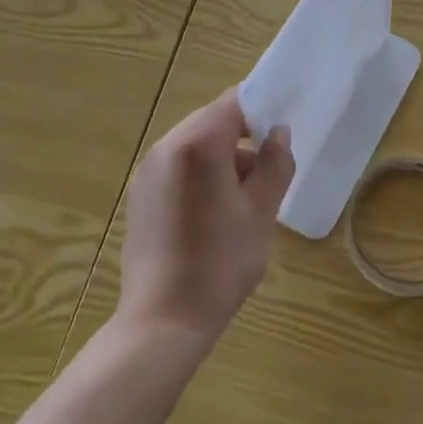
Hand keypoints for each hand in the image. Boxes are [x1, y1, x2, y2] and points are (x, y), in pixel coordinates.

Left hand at [117, 89, 293, 349]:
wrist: (162, 322)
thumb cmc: (220, 263)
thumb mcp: (261, 212)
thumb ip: (275, 163)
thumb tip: (278, 133)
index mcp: (199, 143)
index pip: (235, 102)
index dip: (262, 109)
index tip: (282, 132)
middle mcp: (167, 146)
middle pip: (213, 120)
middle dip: (243, 137)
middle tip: (269, 169)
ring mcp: (149, 170)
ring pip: (195, 143)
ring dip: (223, 156)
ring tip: (245, 198)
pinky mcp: (140, 194)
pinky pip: (178, 165)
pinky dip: (201, 173)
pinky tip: (214, 213)